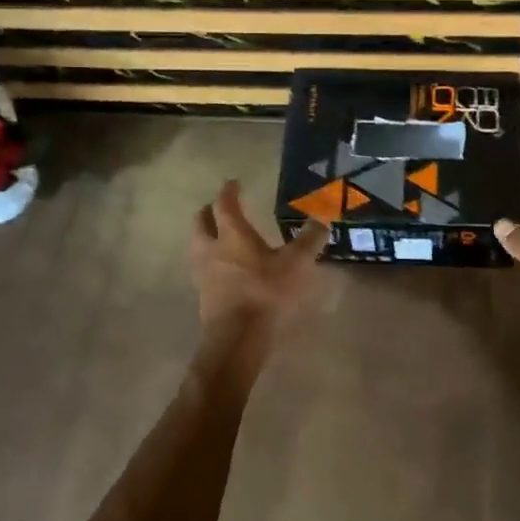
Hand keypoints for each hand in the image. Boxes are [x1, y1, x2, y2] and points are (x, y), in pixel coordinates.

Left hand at [189, 180, 324, 336]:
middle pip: (201, 223)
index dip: (229, 191)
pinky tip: (225, 270)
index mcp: (233, 235)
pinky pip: (203, 270)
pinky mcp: (204, 296)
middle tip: (220, 208)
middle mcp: (212, 249)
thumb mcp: (297, 263)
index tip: (234, 183)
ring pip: (198, 246)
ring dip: (206, 238)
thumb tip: (322, 220)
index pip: (225, 205)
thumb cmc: (266, 292)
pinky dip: (211, 262)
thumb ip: (309, 239)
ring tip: (220, 239)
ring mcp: (204, 274)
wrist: (238, 338)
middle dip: (209, 212)